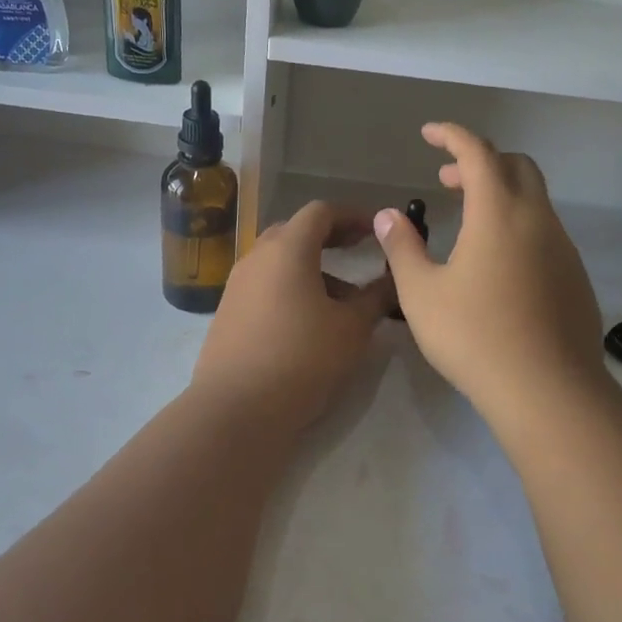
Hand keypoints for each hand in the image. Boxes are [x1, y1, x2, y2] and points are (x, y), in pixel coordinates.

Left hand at [191, 202, 392, 430]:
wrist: (236, 409)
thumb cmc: (302, 359)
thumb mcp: (352, 328)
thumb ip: (376, 297)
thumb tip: (394, 280)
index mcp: (287, 249)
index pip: (321, 212)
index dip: (352, 215)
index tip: (376, 228)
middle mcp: (256, 258)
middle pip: (295, 232)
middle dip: (330, 238)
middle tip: (359, 251)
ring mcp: (237, 286)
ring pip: (279, 261)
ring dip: (312, 267)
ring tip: (343, 297)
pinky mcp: (228, 313)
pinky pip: (265, 286)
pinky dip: (291, 288)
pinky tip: (310, 320)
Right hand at [375, 124, 604, 423]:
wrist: (547, 390)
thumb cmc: (474, 336)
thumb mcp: (421, 293)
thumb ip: (402, 248)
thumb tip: (389, 215)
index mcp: (498, 213)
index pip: (477, 153)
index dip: (452, 136)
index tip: (429, 134)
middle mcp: (537, 220)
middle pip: (516, 166)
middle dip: (480, 162)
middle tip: (446, 180)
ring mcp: (563, 248)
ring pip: (535, 200)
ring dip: (501, 194)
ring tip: (468, 224)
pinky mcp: (575, 277)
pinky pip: (546, 233)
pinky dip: (518, 226)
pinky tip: (497, 265)